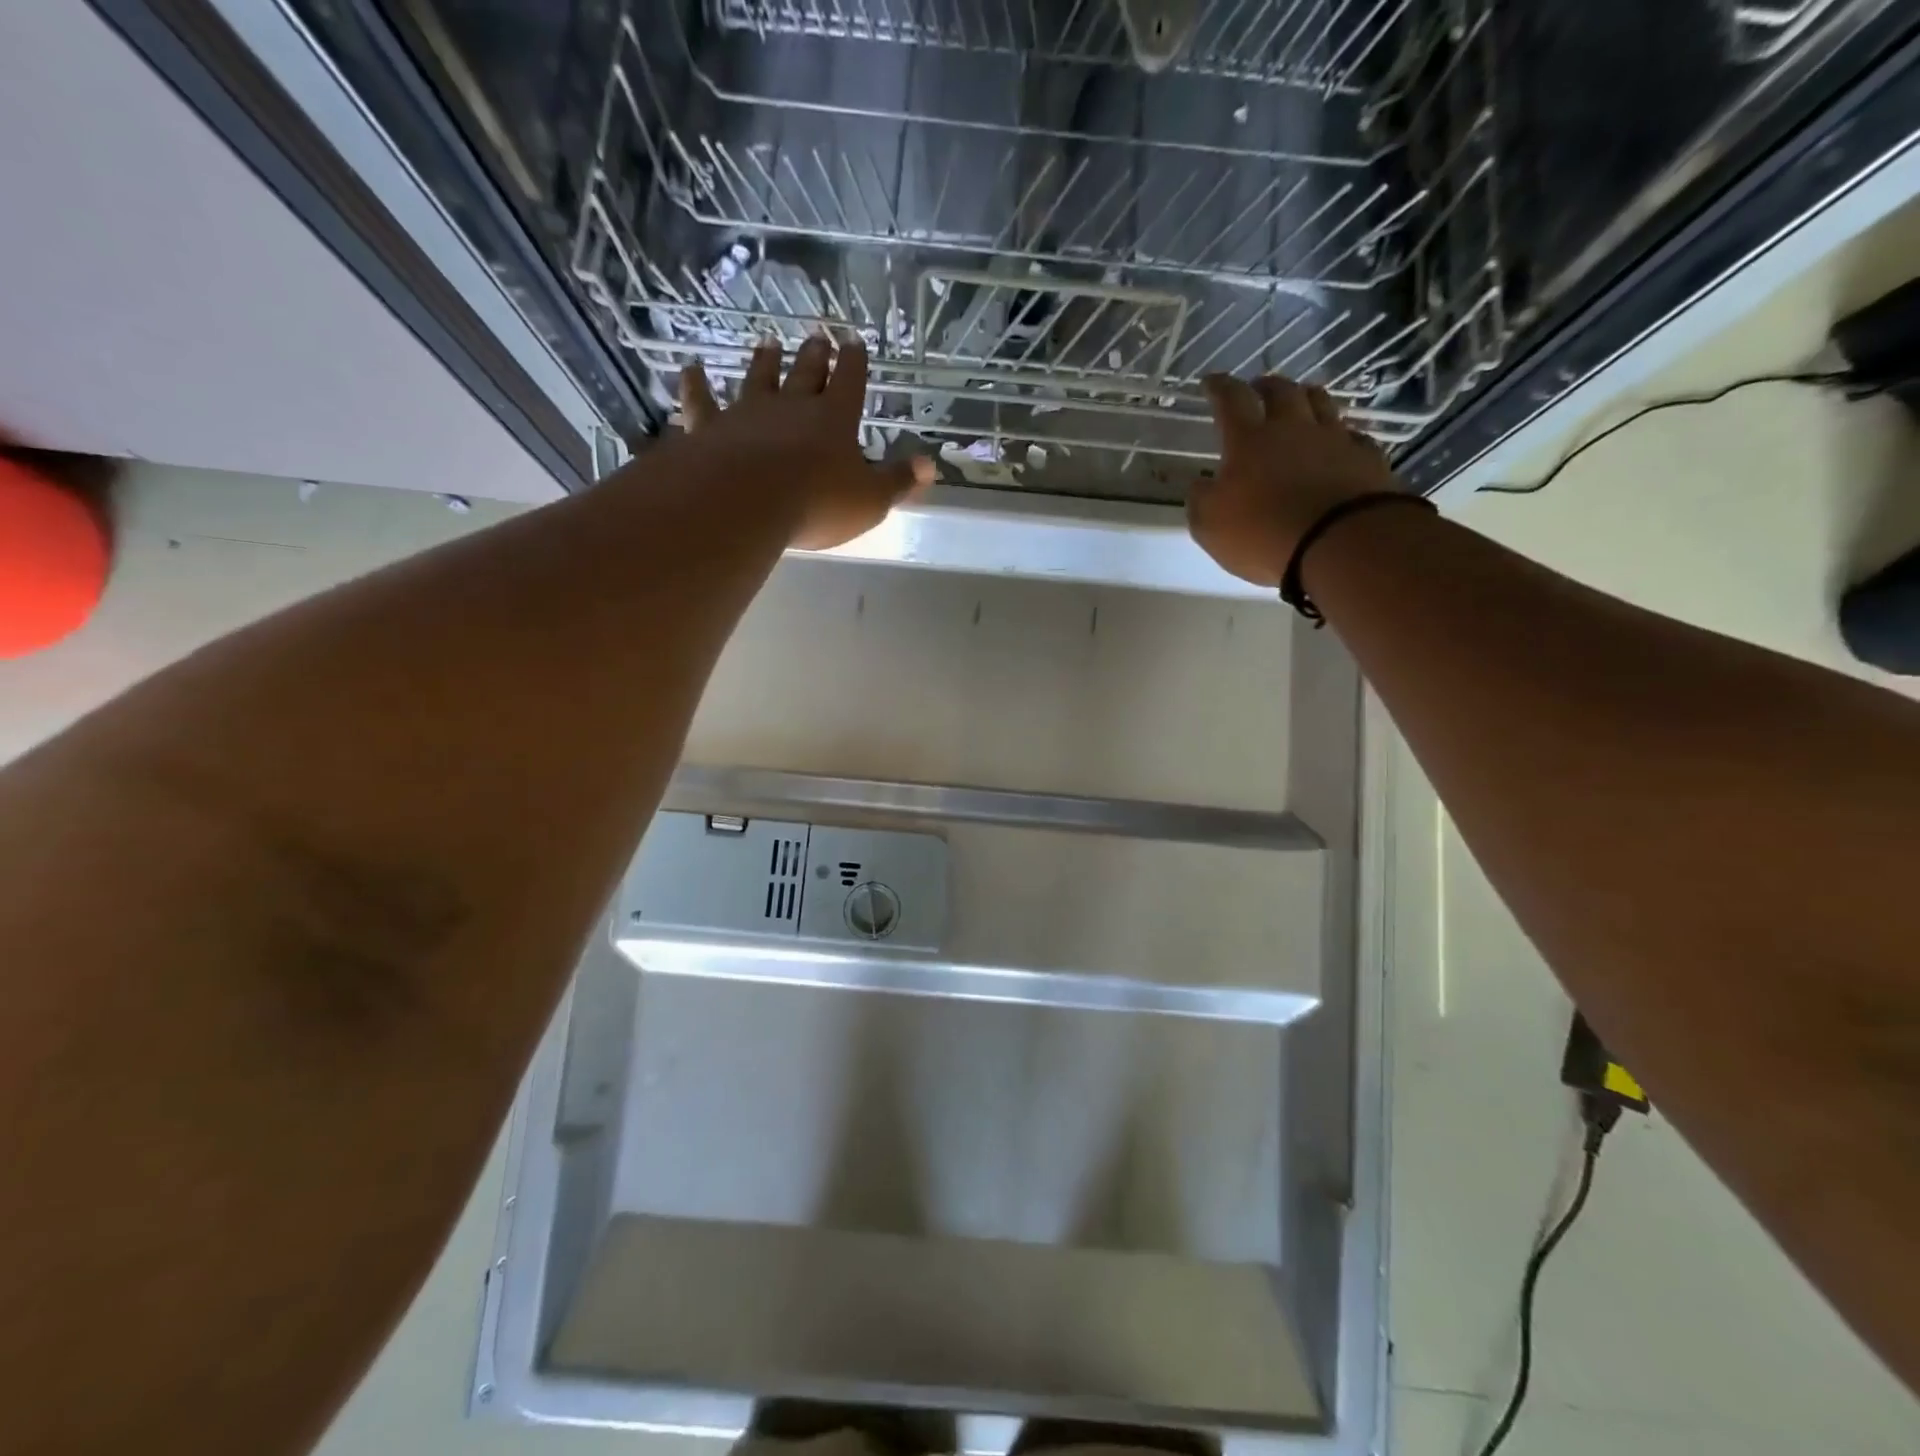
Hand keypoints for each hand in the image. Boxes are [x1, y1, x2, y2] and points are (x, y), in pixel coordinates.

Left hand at [678, 337, 932, 550]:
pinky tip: (690, 369)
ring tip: (768, 343)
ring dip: (764, 361)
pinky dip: (696, 385)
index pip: (850, 381)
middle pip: (806, 373)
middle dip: (814, 356)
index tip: (854, 341)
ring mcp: (748, 413)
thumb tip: (931, 465)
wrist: (746, 502)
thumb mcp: (870, 500)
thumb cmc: (818, 503)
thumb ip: (898, 482)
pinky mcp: (710, 428)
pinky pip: (702, 402)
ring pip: (758, 379)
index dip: (854, 361)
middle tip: (816, 336)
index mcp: (835, 419)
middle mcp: (792, 406)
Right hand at [1188, 372, 1400, 587]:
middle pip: (1282, 392)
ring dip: (1307, 397)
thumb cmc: (1262, 533)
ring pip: (1321, 403)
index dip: (1219, 388)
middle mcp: (1293, 429)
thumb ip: (1201, 500)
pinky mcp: (1366, 459)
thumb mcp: (1210, 525)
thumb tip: (1200, 485)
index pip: (1231, 401)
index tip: (1211, 382)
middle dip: (1266, 386)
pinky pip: (1352, 436)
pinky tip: (1339, 442)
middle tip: (1258, 388)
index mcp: (1249, 440)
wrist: (1338, 543)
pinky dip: (1341, 434)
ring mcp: (1334, 440)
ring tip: (1300, 400)